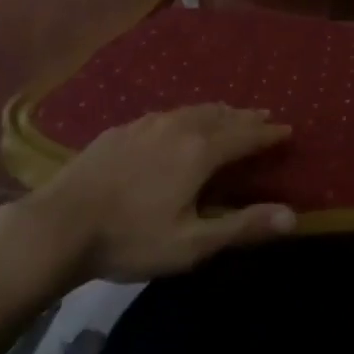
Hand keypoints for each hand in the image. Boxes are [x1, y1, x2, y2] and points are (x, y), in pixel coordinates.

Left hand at [17, 105, 296, 282]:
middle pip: (221, 115)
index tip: (287, 129)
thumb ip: (241, 226)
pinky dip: (188, 114)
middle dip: (246, 117)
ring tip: (230, 113)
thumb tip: (293, 216)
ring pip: (193, 110)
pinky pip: (168, 114)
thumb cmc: (131, 238)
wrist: (61, 223)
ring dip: (218, 111)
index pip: (244, 136)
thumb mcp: (191, 243)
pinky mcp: (124, 128)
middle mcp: (179, 126)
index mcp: (200, 151)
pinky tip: (180, 121)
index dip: (267, 134)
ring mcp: (148, 123)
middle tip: (264, 115)